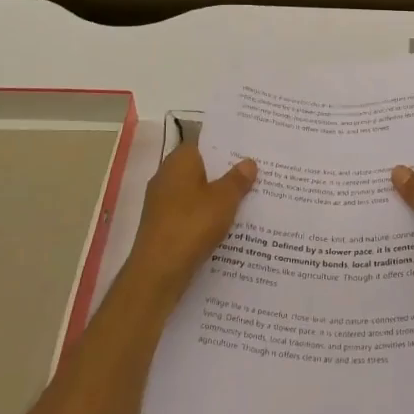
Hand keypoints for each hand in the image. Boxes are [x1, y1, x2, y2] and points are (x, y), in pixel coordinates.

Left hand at [124, 144, 257, 297]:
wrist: (158, 270)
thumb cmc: (192, 224)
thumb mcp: (224, 200)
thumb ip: (237, 180)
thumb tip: (248, 162)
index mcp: (179, 161)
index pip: (203, 143)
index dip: (225, 145)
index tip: (247, 149)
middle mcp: (166, 176)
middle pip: (200, 168)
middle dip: (224, 172)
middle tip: (254, 174)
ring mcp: (162, 202)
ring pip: (195, 192)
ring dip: (216, 196)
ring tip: (247, 199)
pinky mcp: (163, 225)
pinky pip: (190, 212)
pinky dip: (206, 215)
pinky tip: (226, 225)